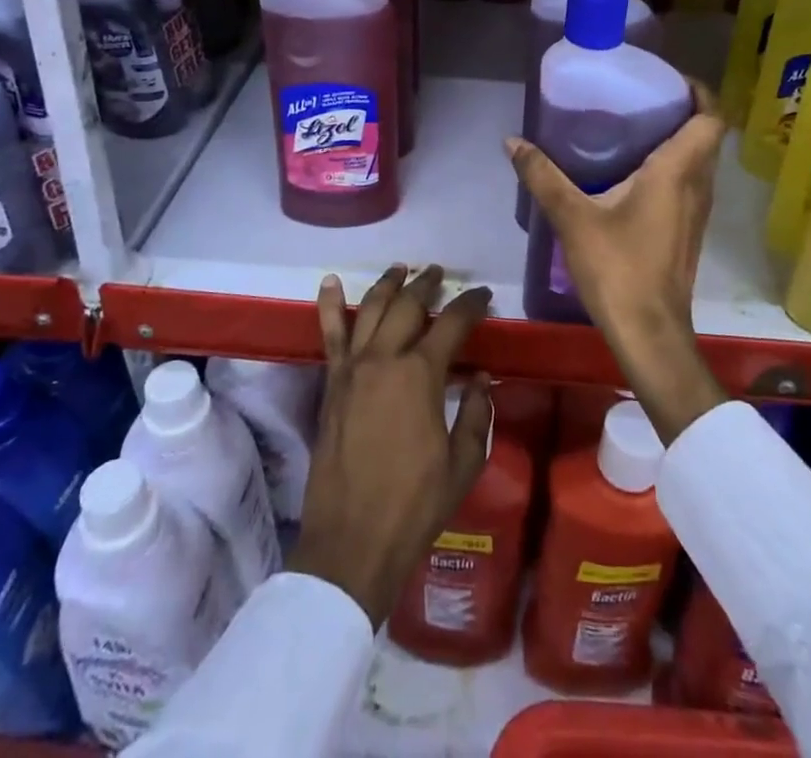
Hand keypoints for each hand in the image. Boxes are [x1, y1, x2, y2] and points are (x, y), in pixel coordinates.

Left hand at [289, 265, 493, 627]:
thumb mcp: (463, 463)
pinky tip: (329, 282)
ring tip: (401, 269)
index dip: (471, 305)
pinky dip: (328, 305)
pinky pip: (329, 335)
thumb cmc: (415, 505)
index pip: (452, 323)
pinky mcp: (331, 384)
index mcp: (421, 374)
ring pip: (370, 309)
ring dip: (388, 284)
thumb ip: (476, 415)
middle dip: (428, 285)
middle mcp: (385, 359)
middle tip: (440, 275)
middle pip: (408, 305)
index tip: (483, 295)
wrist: (352, 542)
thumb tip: (483, 380)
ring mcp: (352, 368)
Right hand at [507, 80, 728, 445]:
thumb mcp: (572, 218)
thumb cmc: (618, 268)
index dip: (699, 92)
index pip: (710, 118)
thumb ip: (543, 176)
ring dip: (679, 141)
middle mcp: (698, 186)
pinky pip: (691, 185)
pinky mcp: (689, 232)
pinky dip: (673, 168)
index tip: (669, 80)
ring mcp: (698, 212)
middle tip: (643, 99)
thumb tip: (512, 141)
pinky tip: (635, 176)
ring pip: (700, 163)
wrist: (649, 332)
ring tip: (636, 130)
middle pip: (706, 137)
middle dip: (683, 112)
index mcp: (677, 172)